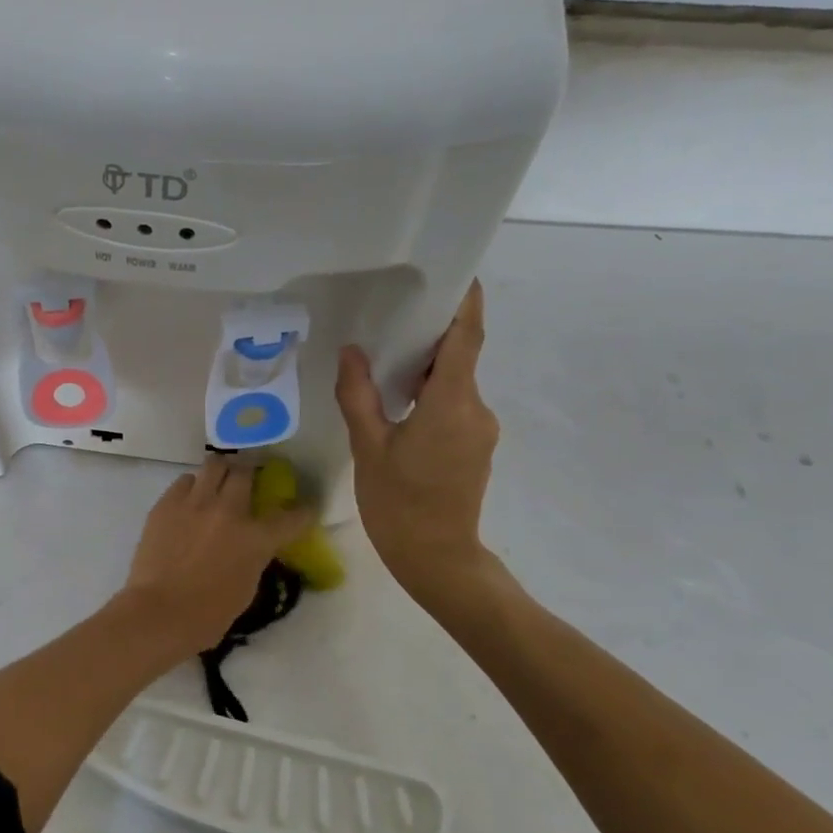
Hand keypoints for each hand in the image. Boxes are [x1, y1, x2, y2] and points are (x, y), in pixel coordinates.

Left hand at [123, 456, 315, 657]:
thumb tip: (251, 543)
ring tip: (218, 481)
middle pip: (245, 472)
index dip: (303, 511)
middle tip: (248, 479)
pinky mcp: (167, 503)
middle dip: (251, 472)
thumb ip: (253, 556)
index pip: (291, 516)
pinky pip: (185, 481)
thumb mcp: (247, 586)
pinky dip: (192, 486)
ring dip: (221, 471)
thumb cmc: (208, 614)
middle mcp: (229, 511)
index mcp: (255, 538)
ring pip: (214, 464)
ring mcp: (195, 502)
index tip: (305, 508)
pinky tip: (190, 500)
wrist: (159, 613)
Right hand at [336, 281, 509, 613]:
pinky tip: (399, 401)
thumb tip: (352, 352)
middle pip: (459, 357)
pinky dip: (431, 393)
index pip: (467, 338)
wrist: (438, 559)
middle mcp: (476, 409)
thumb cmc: (399, 504)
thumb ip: (358, 395)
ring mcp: (480, 430)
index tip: (457, 272)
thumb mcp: (368, 447)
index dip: (466, 302)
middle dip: (432, 334)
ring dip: (427, 368)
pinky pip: (455, 405)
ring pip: (455, 383)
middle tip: (393, 314)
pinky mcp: (475, 446)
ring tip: (386, 358)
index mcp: (452, 403)